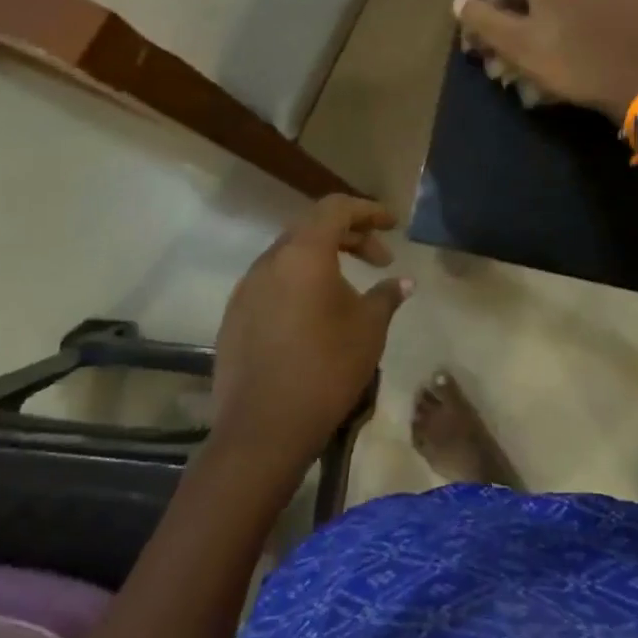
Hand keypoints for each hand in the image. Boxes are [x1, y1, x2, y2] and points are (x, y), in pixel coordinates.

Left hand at [212, 196, 411, 478]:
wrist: (263, 429)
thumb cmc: (327, 368)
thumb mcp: (369, 328)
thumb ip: (386, 296)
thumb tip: (403, 282)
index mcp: (303, 253)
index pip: (336, 208)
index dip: (368, 210)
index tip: (393, 225)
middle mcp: (269, 261)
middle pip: (312, 228)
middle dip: (350, 235)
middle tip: (380, 259)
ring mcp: (246, 289)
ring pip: (290, 256)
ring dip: (323, 260)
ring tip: (350, 288)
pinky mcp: (234, 317)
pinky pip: (273, 283)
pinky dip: (300, 283)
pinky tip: (316, 314)